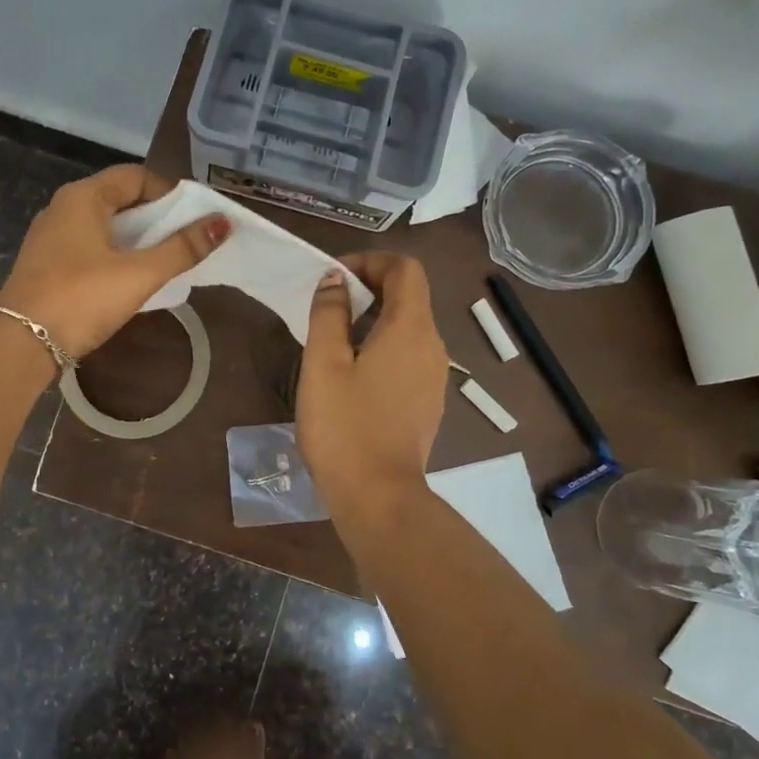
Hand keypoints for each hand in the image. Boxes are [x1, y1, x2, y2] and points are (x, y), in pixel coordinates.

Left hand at [0, 165, 228, 358]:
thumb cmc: (82, 298)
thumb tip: (222, 223)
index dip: (169, 192)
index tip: (194, 218)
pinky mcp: (46, 265)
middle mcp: (62, 208)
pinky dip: (114, 255)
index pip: (135, 176)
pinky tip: (129, 279)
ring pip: (103, 226)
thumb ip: (182, 248)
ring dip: (135, 239)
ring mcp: (50, 237)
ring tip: (164, 261)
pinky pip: (88, 248)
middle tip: (185, 241)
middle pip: (119, 199)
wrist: (20, 343)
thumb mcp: (139, 273)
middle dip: (155, 217)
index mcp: (83, 197)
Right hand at [297, 253, 447, 517]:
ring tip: (334, 340)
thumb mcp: (324, 363)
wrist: (378, 497)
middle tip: (327, 307)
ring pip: (409, 328)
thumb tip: (335, 279)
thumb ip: (329, 313)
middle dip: (369, 288)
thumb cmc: (344, 426)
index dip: (370, 261)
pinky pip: (409, 357)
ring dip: (375, 319)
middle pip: (410, 296)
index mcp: (410, 329)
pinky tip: (353, 376)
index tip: (335, 278)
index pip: (405, 269)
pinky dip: (384, 347)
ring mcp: (434, 377)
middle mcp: (433, 346)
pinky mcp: (427, 402)